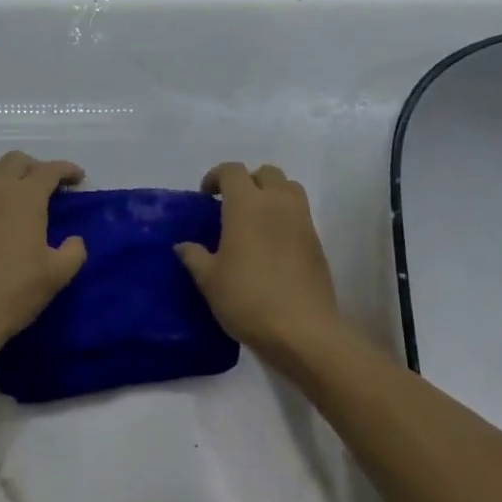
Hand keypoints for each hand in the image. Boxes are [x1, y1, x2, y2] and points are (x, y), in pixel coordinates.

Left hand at [0, 152, 87, 362]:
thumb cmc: (15, 290)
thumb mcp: (58, 274)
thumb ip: (74, 251)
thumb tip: (74, 241)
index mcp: (26, 196)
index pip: (49, 170)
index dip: (67, 170)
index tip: (78, 178)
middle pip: (16, 160)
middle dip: (35, 168)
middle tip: (47, 188)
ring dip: (4, 173)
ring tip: (13, 194)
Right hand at [177, 162, 344, 365]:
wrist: (302, 330)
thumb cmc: (248, 299)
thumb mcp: (210, 281)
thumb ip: (194, 257)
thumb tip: (183, 246)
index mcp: (247, 205)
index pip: (232, 171)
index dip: (216, 176)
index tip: (206, 195)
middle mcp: (277, 203)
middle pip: (266, 173)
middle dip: (248, 181)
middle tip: (232, 205)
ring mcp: (302, 221)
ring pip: (289, 188)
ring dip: (272, 194)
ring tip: (256, 219)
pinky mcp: (317, 242)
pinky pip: (300, 214)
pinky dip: (286, 216)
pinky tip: (273, 244)